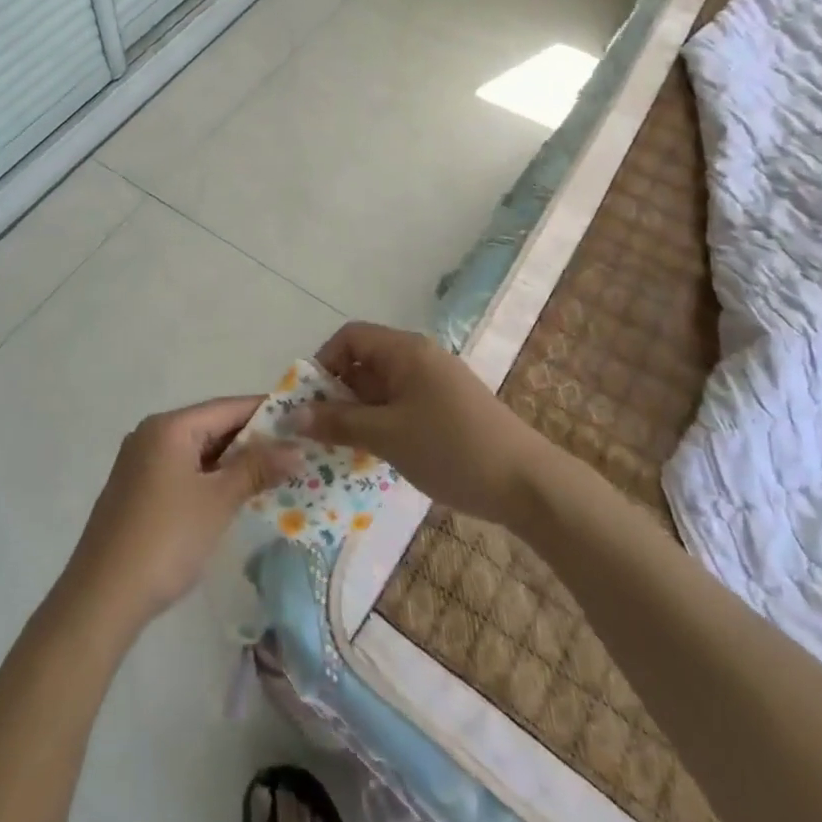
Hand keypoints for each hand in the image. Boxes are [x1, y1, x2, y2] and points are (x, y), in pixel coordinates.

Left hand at [60, 396, 300, 631]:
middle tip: (294, 453)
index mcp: (170, 426)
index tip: (301, 421)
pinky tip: (233, 495)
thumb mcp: (218, 501)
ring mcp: (140, 461)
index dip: (266, 412)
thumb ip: (257, 468)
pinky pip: (182, 469)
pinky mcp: (136, 488)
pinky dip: (210, 476)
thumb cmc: (166, 540)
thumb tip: (297, 448)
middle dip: (252, 440)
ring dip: (232, 461)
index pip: (227, 407)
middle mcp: (152, 433)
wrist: (102, 597)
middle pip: (211, 425)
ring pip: (197, 450)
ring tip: (273, 474)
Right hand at [301, 322, 542, 525]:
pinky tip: (382, 453)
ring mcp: (439, 382)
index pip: (350, 337)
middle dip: (339, 393)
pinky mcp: (451, 407)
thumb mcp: (387, 436)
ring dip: (361, 411)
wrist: (528, 484)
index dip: (324, 363)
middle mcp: (421, 356)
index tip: (312, 402)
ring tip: (347, 448)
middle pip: (366, 361)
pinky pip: (404, 403)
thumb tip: (293, 416)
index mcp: (405, 350)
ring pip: (385, 386)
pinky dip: (385, 421)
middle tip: (323, 432)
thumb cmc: (451, 449)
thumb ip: (339, 423)